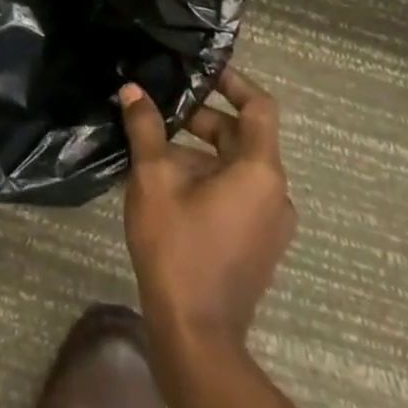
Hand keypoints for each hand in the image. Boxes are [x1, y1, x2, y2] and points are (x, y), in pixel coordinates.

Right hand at [119, 67, 295, 350]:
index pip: (259, 107)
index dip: (233, 81)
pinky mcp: (257, 245)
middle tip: (161, 110)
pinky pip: (238, 193)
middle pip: (243, 136)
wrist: (195, 337)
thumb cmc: (178, 247)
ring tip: (154, 148)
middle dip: (202, 119)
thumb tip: (132, 90)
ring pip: (237, 167)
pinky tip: (168, 185)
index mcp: (260, 171)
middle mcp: (275, 193)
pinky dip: (209, 178)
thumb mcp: (153, 179)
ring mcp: (269, 223)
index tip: (200, 70)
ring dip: (200, 151)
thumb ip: (146, 128)